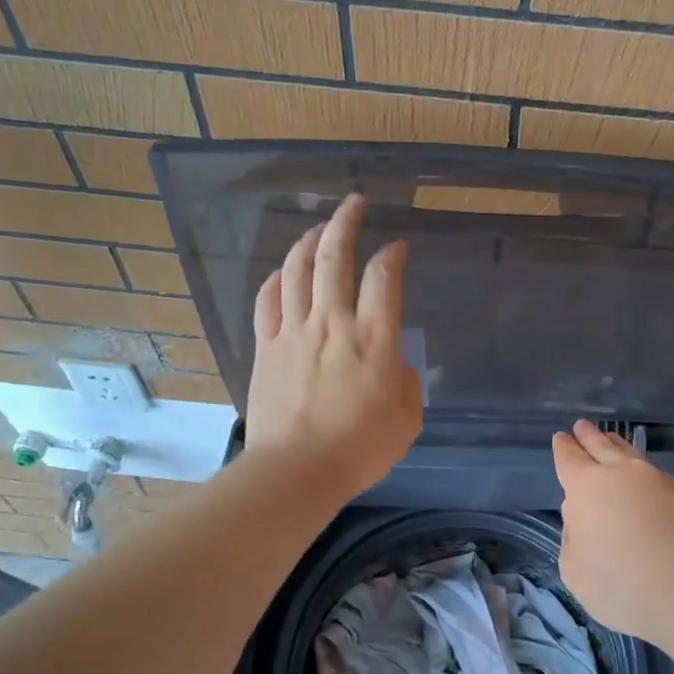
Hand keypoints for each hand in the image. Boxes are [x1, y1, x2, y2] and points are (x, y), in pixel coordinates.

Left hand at [244, 193, 422, 497]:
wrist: (296, 471)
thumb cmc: (360, 448)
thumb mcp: (407, 419)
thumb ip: (406, 383)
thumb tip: (393, 366)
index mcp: (374, 339)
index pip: (384, 277)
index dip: (392, 254)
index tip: (397, 246)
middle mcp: (333, 323)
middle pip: (334, 257)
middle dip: (346, 222)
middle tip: (354, 202)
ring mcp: (294, 331)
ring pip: (297, 270)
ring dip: (309, 241)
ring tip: (319, 228)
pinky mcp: (266, 347)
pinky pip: (268, 299)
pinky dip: (277, 278)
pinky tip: (283, 271)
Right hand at [551, 419, 673, 643]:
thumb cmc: (623, 586)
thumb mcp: (576, 572)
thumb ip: (573, 538)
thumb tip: (581, 516)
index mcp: (588, 488)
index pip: (570, 460)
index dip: (564, 448)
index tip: (561, 437)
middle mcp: (625, 474)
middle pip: (603, 447)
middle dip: (590, 437)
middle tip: (582, 426)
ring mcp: (662, 482)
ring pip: (635, 457)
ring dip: (620, 447)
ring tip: (613, 440)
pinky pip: (662, 480)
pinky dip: (649, 478)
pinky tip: (650, 486)